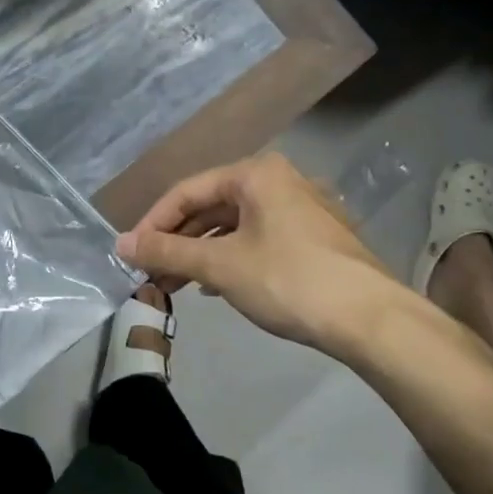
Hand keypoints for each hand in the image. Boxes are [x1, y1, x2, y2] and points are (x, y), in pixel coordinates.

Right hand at [116, 152, 405, 356]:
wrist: (372, 320)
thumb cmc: (288, 280)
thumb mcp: (219, 265)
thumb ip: (166, 252)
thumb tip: (120, 244)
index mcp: (255, 174)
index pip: (186, 191)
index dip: (153, 223)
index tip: (131, 255)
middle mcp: (278, 181)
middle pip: (209, 207)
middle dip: (176, 242)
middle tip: (149, 273)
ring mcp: (299, 209)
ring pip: (232, 226)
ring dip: (199, 254)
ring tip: (173, 284)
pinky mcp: (312, 238)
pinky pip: (255, 240)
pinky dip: (228, 259)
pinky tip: (213, 287)